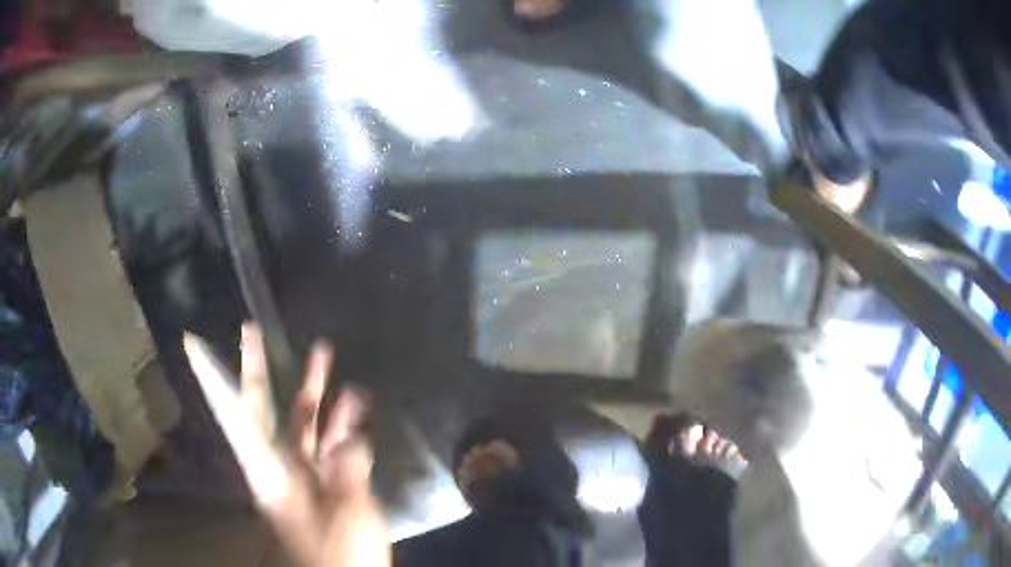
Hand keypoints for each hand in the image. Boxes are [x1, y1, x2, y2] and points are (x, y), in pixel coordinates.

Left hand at [183, 325, 389, 566]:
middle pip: (260, 410)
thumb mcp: (347, 516)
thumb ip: (347, 473)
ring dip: (312, 391)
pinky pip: (327, 445)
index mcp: (269, 472)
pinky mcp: (321, 484)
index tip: (192, 343)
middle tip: (250, 330)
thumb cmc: (339, 556)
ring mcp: (300, 475)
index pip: (235, 416)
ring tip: (324, 353)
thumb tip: (349, 436)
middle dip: (255, 369)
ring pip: (299, 422)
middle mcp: (277, 466)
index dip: (214, 379)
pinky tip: (357, 405)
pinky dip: (340, 425)